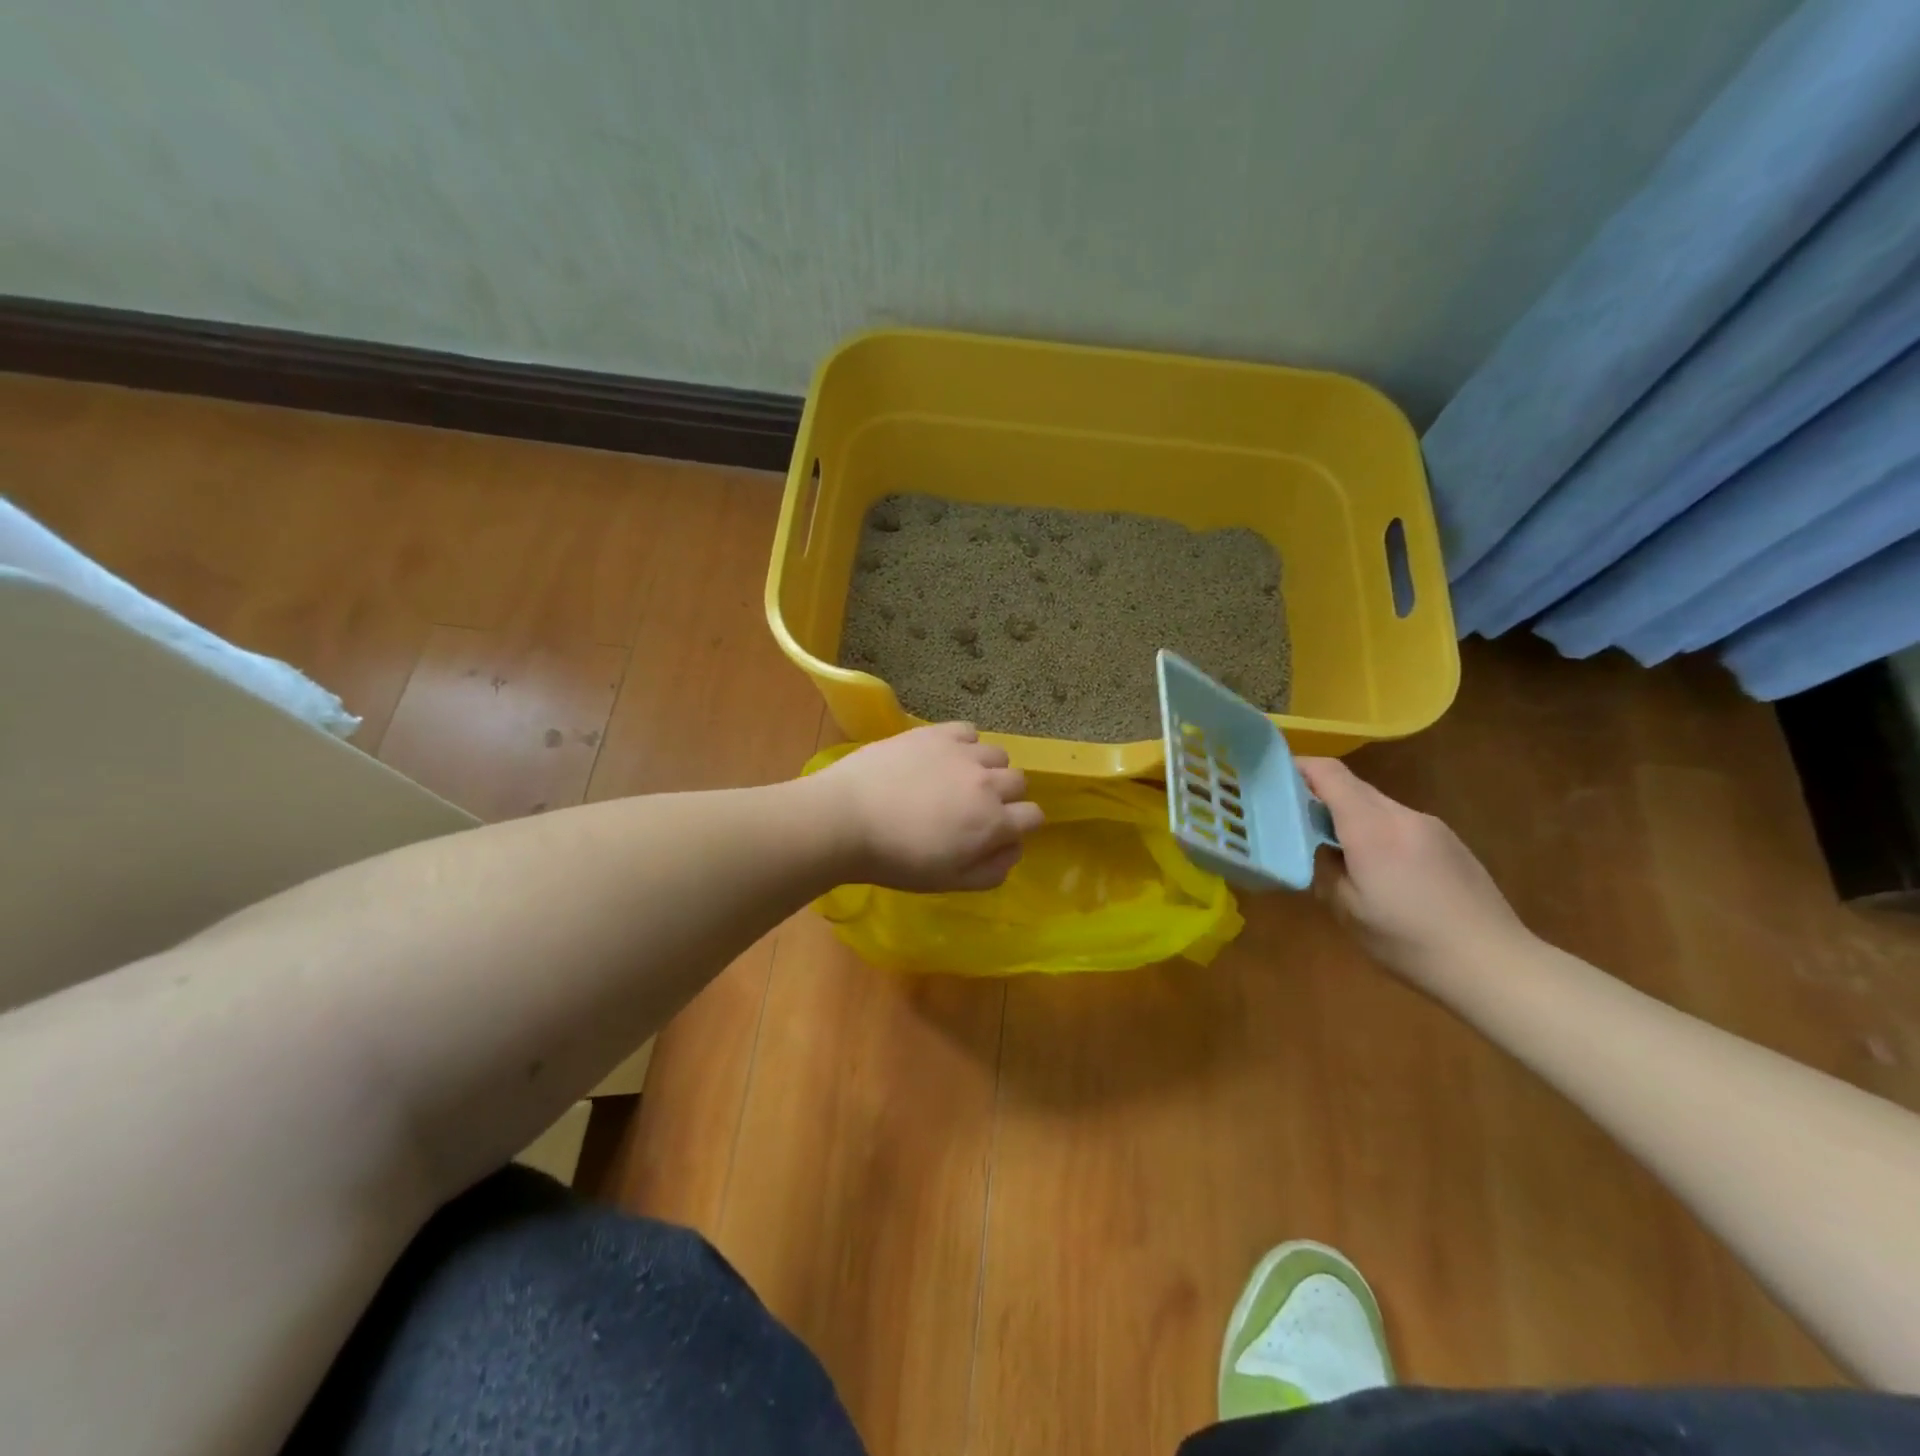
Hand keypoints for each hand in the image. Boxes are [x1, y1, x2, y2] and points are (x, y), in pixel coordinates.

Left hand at [813, 723, 1044, 891]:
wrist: (846, 819)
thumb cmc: (895, 859)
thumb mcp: (949, 881)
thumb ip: (991, 871)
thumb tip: (1013, 850)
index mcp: (993, 822)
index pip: (1034, 816)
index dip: (1021, 826)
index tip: (999, 832)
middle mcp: (987, 782)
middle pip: (1018, 781)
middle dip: (1006, 796)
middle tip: (975, 808)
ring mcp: (961, 754)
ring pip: (996, 754)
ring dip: (986, 768)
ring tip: (958, 779)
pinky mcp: (935, 733)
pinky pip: (968, 731)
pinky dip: (964, 744)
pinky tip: (944, 757)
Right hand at [1298, 757, 1530, 985]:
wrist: (1496, 965)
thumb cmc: (1409, 942)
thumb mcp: (1348, 911)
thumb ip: (1324, 870)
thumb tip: (1317, 849)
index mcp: (1371, 828)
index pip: (1329, 774)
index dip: (1299, 767)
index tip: (1273, 778)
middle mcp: (1402, 815)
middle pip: (1353, 786)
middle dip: (1320, 795)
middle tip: (1295, 820)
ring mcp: (1431, 827)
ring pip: (1378, 805)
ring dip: (1351, 816)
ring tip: (1336, 850)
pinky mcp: (1451, 843)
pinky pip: (1401, 823)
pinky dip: (1377, 832)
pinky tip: (1380, 871)